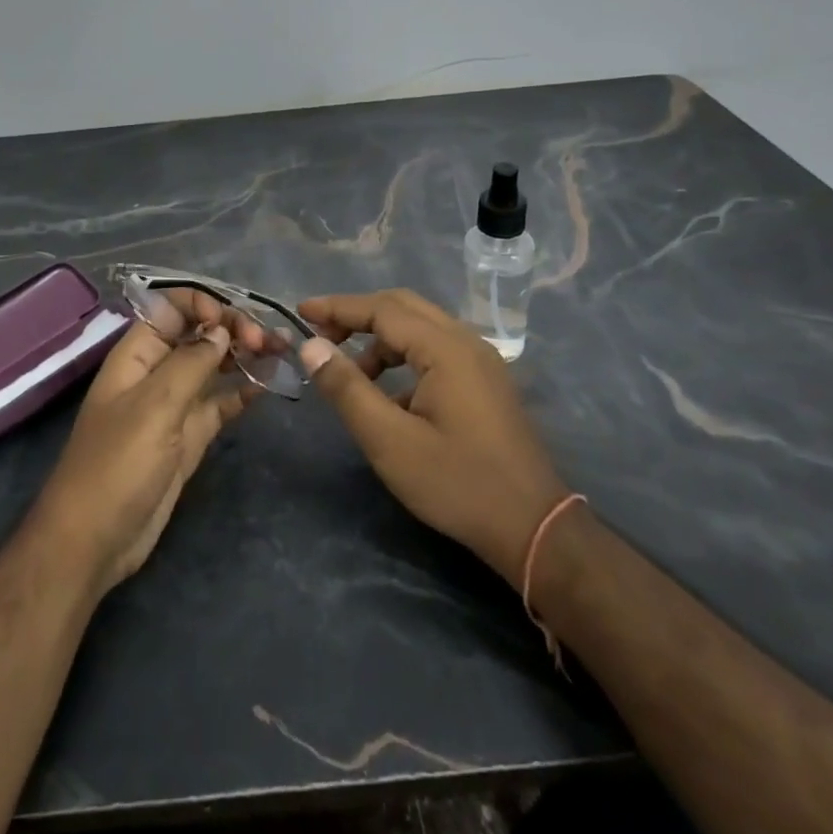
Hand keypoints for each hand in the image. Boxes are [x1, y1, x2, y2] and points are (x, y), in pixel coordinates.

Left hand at [33, 290, 263, 595]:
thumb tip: (222, 330)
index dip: (202, 305)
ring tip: (281, 350)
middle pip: (198, 334)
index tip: (231, 322)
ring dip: (244, 356)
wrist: (94, 541)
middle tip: (267, 341)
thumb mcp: (154, 406)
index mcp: (137, 355)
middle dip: (232, 328)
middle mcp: (156, 372)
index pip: (171, 309)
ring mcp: (174, 405)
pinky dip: (243, 392)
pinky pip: (220, 403)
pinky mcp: (190, 436)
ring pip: (214, 367)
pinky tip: (268, 385)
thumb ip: (191, 363)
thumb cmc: (117, 465)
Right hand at [299, 290, 568, 587]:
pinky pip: (436, 349)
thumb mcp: (389, 440)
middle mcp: (466, 341)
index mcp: (445, 348)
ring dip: (380, 339)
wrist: (533, 527)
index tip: (300, 312)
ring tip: (350, 373)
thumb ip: (347, 388)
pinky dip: (404, 357)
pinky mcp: (486, 381)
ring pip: (420, 328)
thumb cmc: (456, 483)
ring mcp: (481, 360)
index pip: (381, 309)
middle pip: (402, 307)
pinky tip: (389, 396)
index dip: (337, 308)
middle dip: (357, 316)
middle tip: (321, 337)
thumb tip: (311, 346)